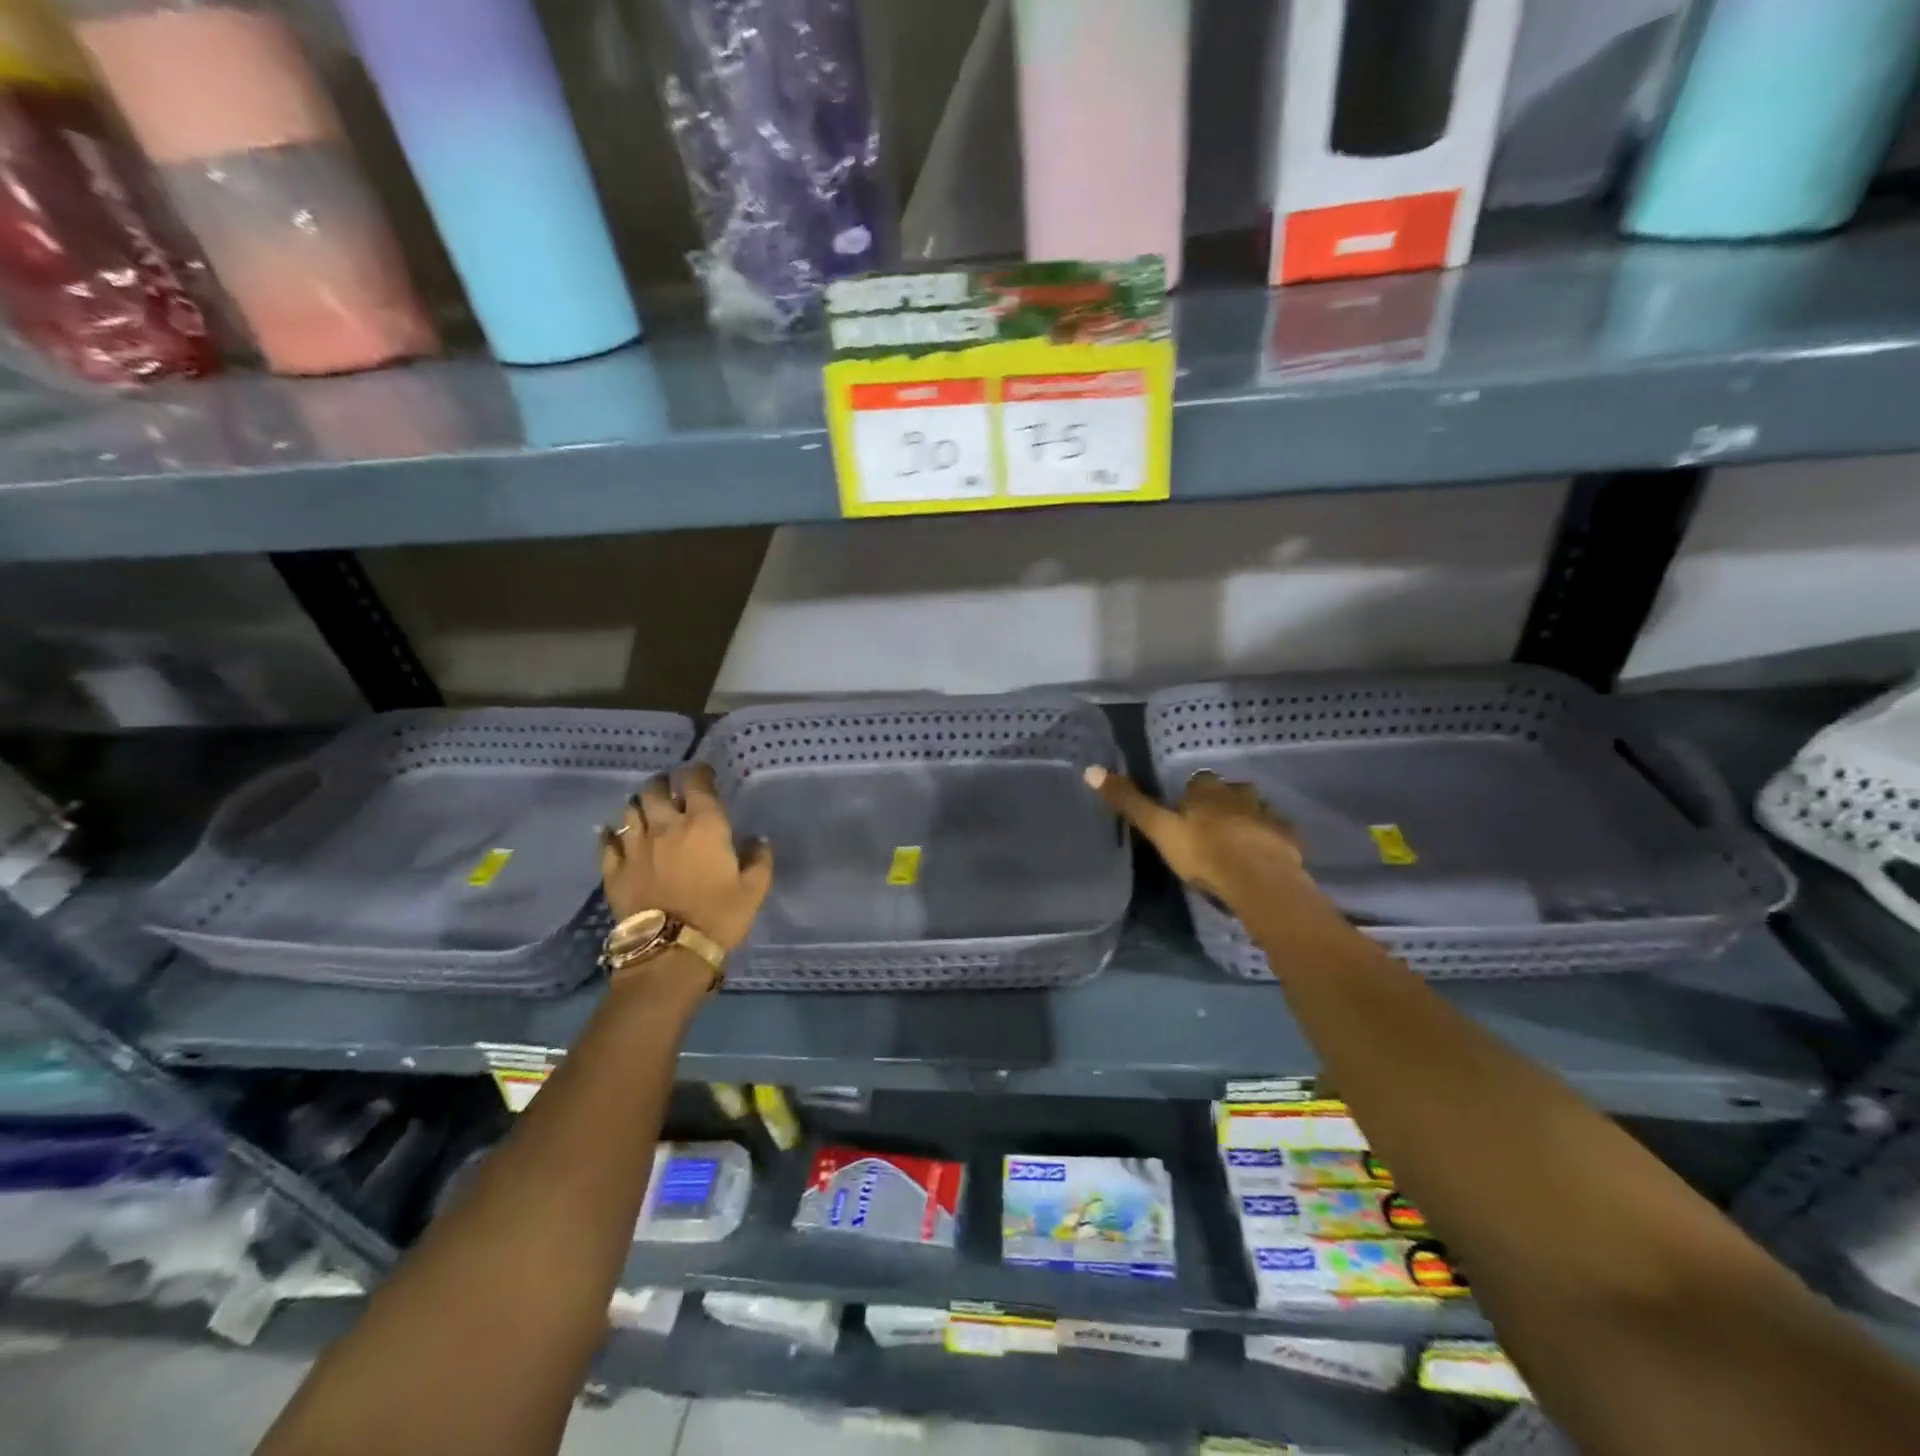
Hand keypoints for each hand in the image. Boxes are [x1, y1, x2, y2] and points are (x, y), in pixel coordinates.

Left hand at [599, 764, 772, 950]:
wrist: (670, 952)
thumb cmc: (719, 916)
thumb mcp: (754, 890)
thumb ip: (759, 859)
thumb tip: (758, 840)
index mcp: (704, 825)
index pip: (697, 783)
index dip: (699, 772)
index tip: (703, 773)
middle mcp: (666, 827)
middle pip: (655, 789)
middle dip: (663, 783)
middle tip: (670, 788)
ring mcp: (635, 847)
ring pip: (630, 811)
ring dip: (639, 806)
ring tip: (646, 811)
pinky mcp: (613, 869)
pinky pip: (607, 841)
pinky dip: (611, 833)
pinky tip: (614, 834)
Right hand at [1084, 765, 1311, 914]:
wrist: (1259, 882)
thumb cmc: (1203, 854)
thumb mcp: (1159, 830)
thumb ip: (1129, 803)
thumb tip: (1091, 770)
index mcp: (1207, 790)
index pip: (1197, 782)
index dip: (1191, 797)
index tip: (1184, 816)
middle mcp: (1240, 794)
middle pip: (1229, 793)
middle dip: (1221, 806)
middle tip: (1210, 832)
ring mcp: (1268, 815)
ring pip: (1255, 811)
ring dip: (1247, 822)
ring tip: (1237, 846)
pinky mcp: (1289, 838)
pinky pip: (1278, 834)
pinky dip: (1270, 841)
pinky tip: (1263, 859)